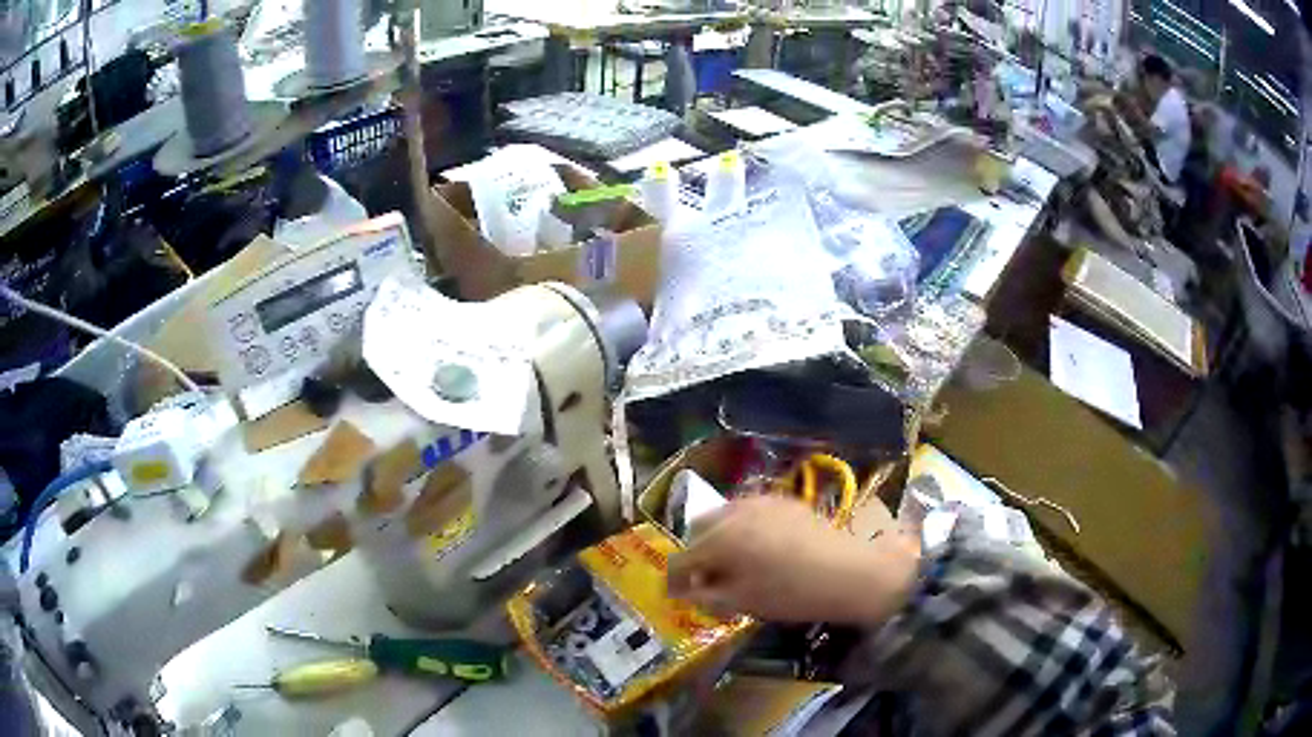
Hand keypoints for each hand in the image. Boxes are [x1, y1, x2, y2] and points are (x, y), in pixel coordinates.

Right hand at [667, 495, 918, 624]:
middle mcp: (734, 511)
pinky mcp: (782, 500)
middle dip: (696, 550)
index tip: (675, 594)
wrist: (848, 572)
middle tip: (703, 576)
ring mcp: (760, 501)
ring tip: (729, 561)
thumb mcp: (743, 602)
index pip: (683, 557)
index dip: (675, 578)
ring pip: (724, 515)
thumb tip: (685, 590)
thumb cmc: (791, 593)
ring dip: (717, 536)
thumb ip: (706, 594)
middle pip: (699, 526)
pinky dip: (741, 526)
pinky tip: (756, 547)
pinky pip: (748, 510)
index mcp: (720, 538)